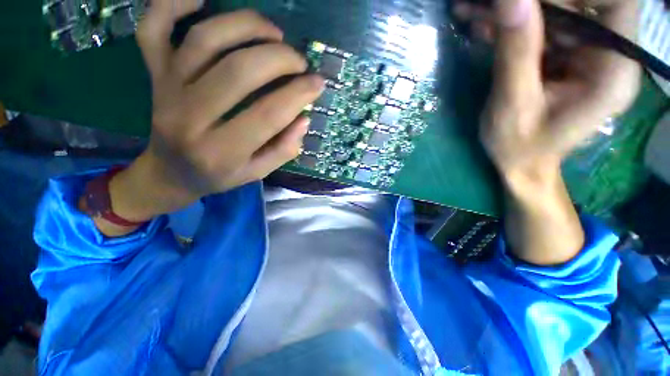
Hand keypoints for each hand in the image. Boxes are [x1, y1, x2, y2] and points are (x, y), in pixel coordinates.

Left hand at [103, 2, 324, 228]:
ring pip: (205, 40)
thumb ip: (283, 149)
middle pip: (238, 71)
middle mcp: (191, 117)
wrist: (170, 172)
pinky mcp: (154, 73)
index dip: (298, 94)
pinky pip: (153, 27)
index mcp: (222, 151)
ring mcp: (167, 89)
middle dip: (279, 59)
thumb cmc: (219, 175)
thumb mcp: (257, 172)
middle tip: (300, 62)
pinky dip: (172, 2)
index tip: (318, 83)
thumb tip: (303, 118)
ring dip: (246, 26)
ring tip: (274, 34)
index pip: (268, 115)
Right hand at [454, 0, 639, 182]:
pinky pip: (546, 28)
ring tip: (472, 10)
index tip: (528, 0)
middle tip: (490, 4)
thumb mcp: (513, 104)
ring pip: (561, 11)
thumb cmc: (518, 146)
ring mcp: (589, 55)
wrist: (521, 163)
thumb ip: (517, 53)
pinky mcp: (569, 57)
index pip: (616, 4)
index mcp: (612, 73)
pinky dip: (514, 24)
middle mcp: (609, 57)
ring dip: (518, 9)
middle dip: (534, 0)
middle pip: (585, 3)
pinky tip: (482, 25)